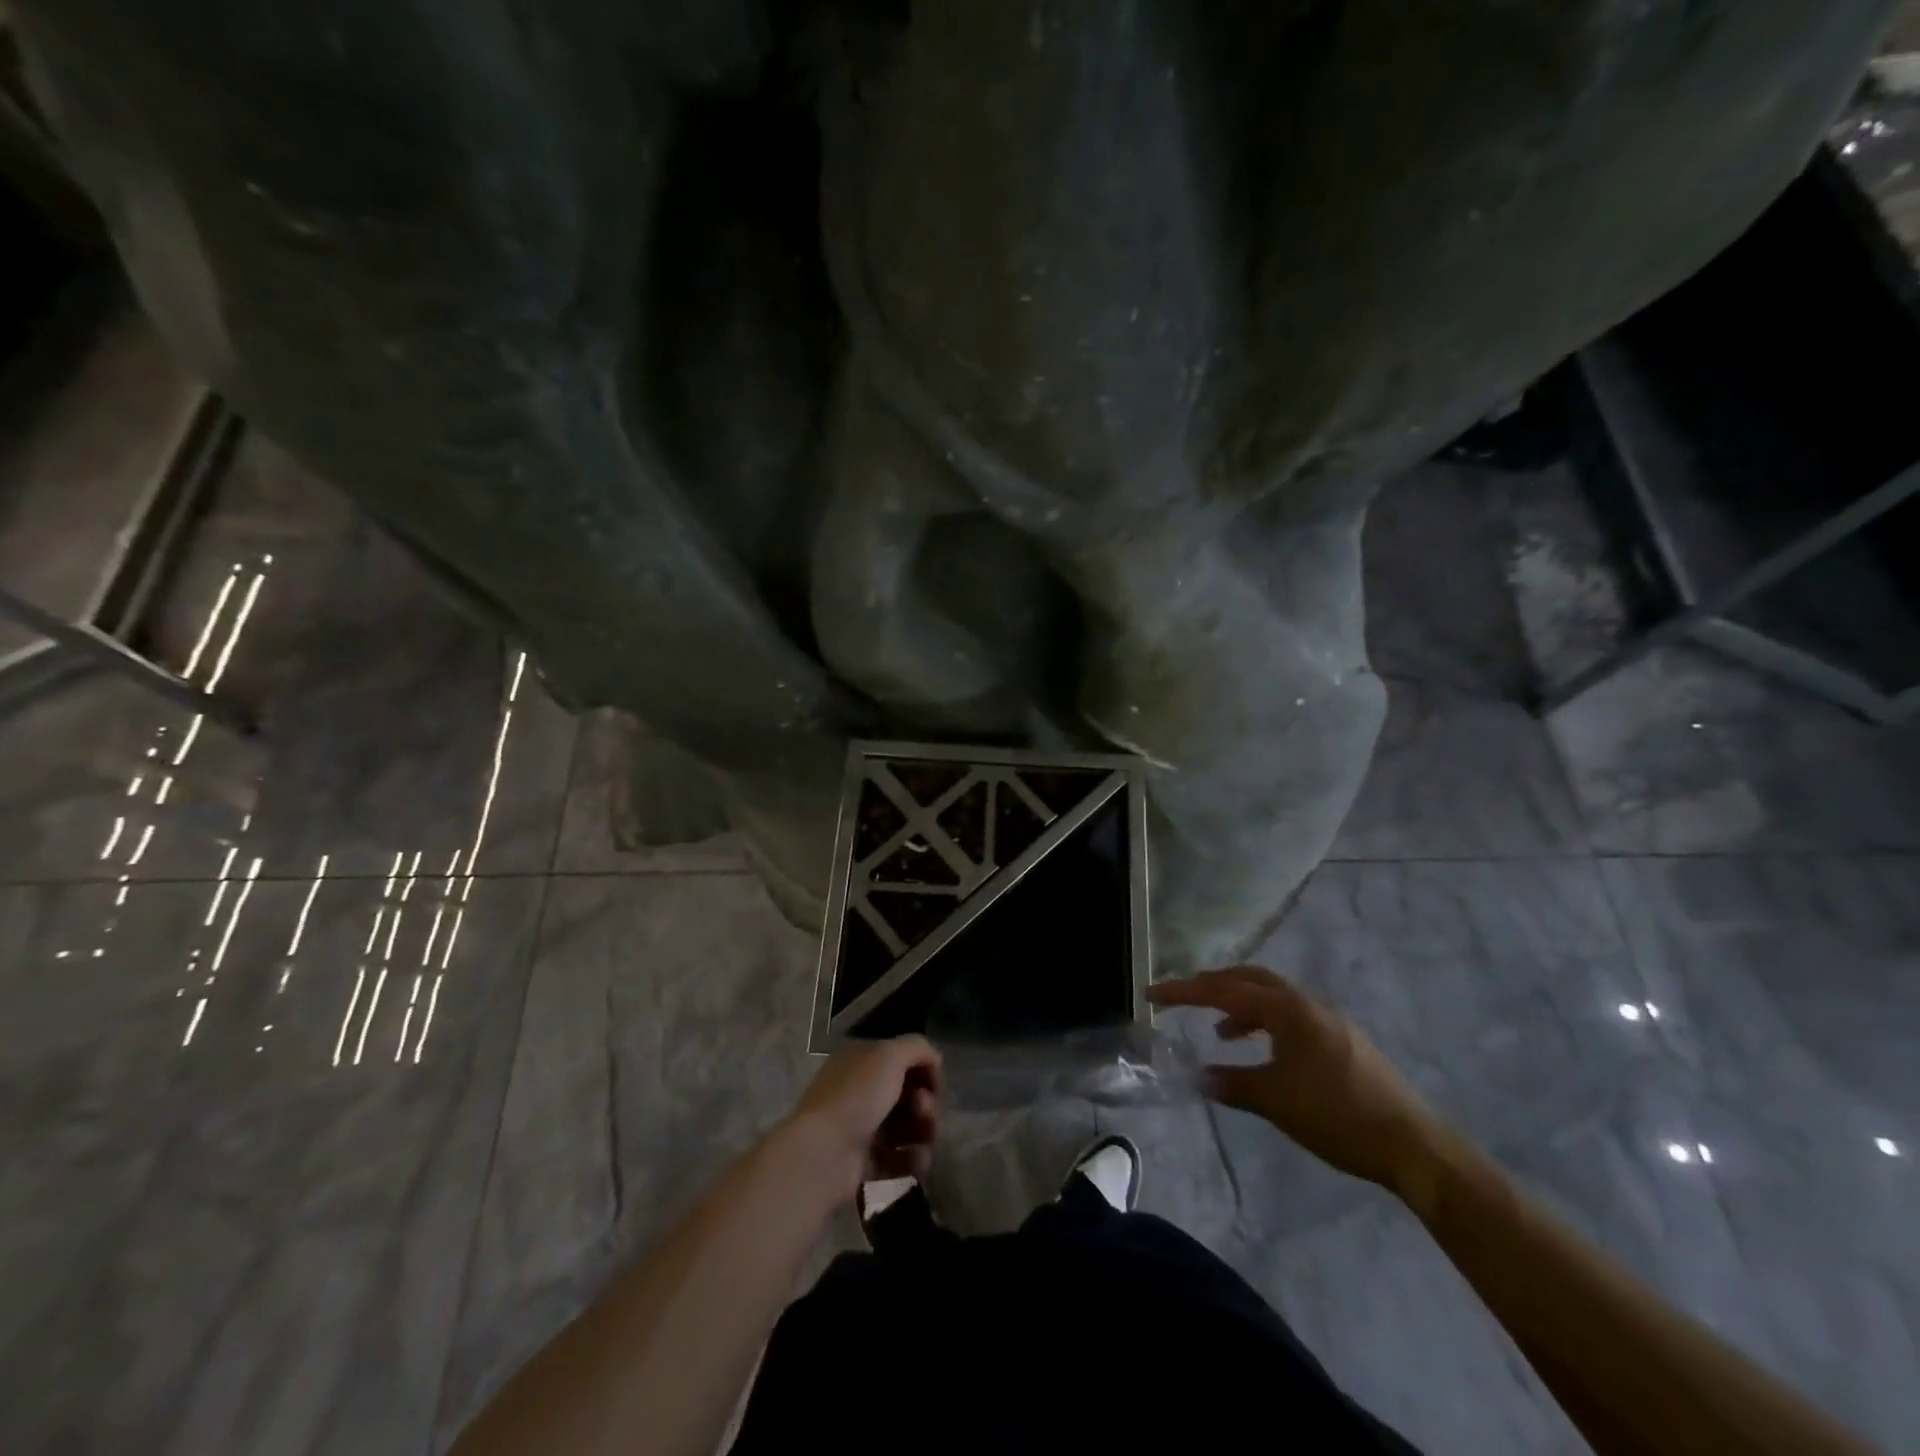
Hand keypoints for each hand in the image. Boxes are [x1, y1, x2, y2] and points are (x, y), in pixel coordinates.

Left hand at [781, 1036, 942, 1201]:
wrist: (823, 1155)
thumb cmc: (856, 1097)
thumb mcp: (889, 1055)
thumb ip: (917, 1047)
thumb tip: (935, 1059)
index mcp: (861, 1061)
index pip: (903, 1059)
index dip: (925, 1069)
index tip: (935, 1083)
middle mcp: (861, 1090)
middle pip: (908, 1093)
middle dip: (925, 1102)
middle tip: (923, 1111)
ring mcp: (862, 1127)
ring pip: (907, 1126)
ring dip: (924, 1131)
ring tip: (925, 1139)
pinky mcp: (866, 1162)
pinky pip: (899, 1158)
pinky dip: (912, 1158)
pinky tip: (917, 1160)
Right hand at [1149, 966, 1445, 1200]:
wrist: (1414, 1145)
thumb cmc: (1338, 1117)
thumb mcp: (1276, 1101)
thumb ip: (1232, 1084)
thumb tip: (1198, 1076)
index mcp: (1288, 1010)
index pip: (1224, 991)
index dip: (1184, 992)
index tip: (1151, 993)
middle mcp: (1306, 1004)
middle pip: (1249, 979)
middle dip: (1213, 985)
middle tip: (1183, 997)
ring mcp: (1327, 1020)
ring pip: (1271, 996)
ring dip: (1240, 1004)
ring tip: (1218, 1030)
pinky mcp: (1340, 1039)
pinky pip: (1289, 1016)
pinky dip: (1264, 1023)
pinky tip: (1261, 1051)